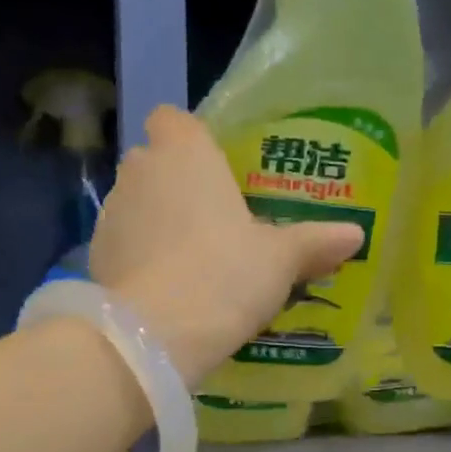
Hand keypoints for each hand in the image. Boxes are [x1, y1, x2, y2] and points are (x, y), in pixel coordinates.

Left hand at [90, 105, 364, 383]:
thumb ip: (315, 242)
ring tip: (193, 260)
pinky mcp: (95, 255)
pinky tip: (168, 288)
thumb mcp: (281, 260)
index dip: (192, 138)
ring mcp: (111, 213)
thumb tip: (355, 235)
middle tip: (216, 219)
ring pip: (137, 204)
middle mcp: (140, 171)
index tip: (216, 169)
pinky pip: (124, 243)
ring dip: (158, 221)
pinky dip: (141, 257)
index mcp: (185, 153)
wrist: (156, 333)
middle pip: (155, 162)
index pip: (174, 118)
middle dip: (178, 183)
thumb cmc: (225, 274)